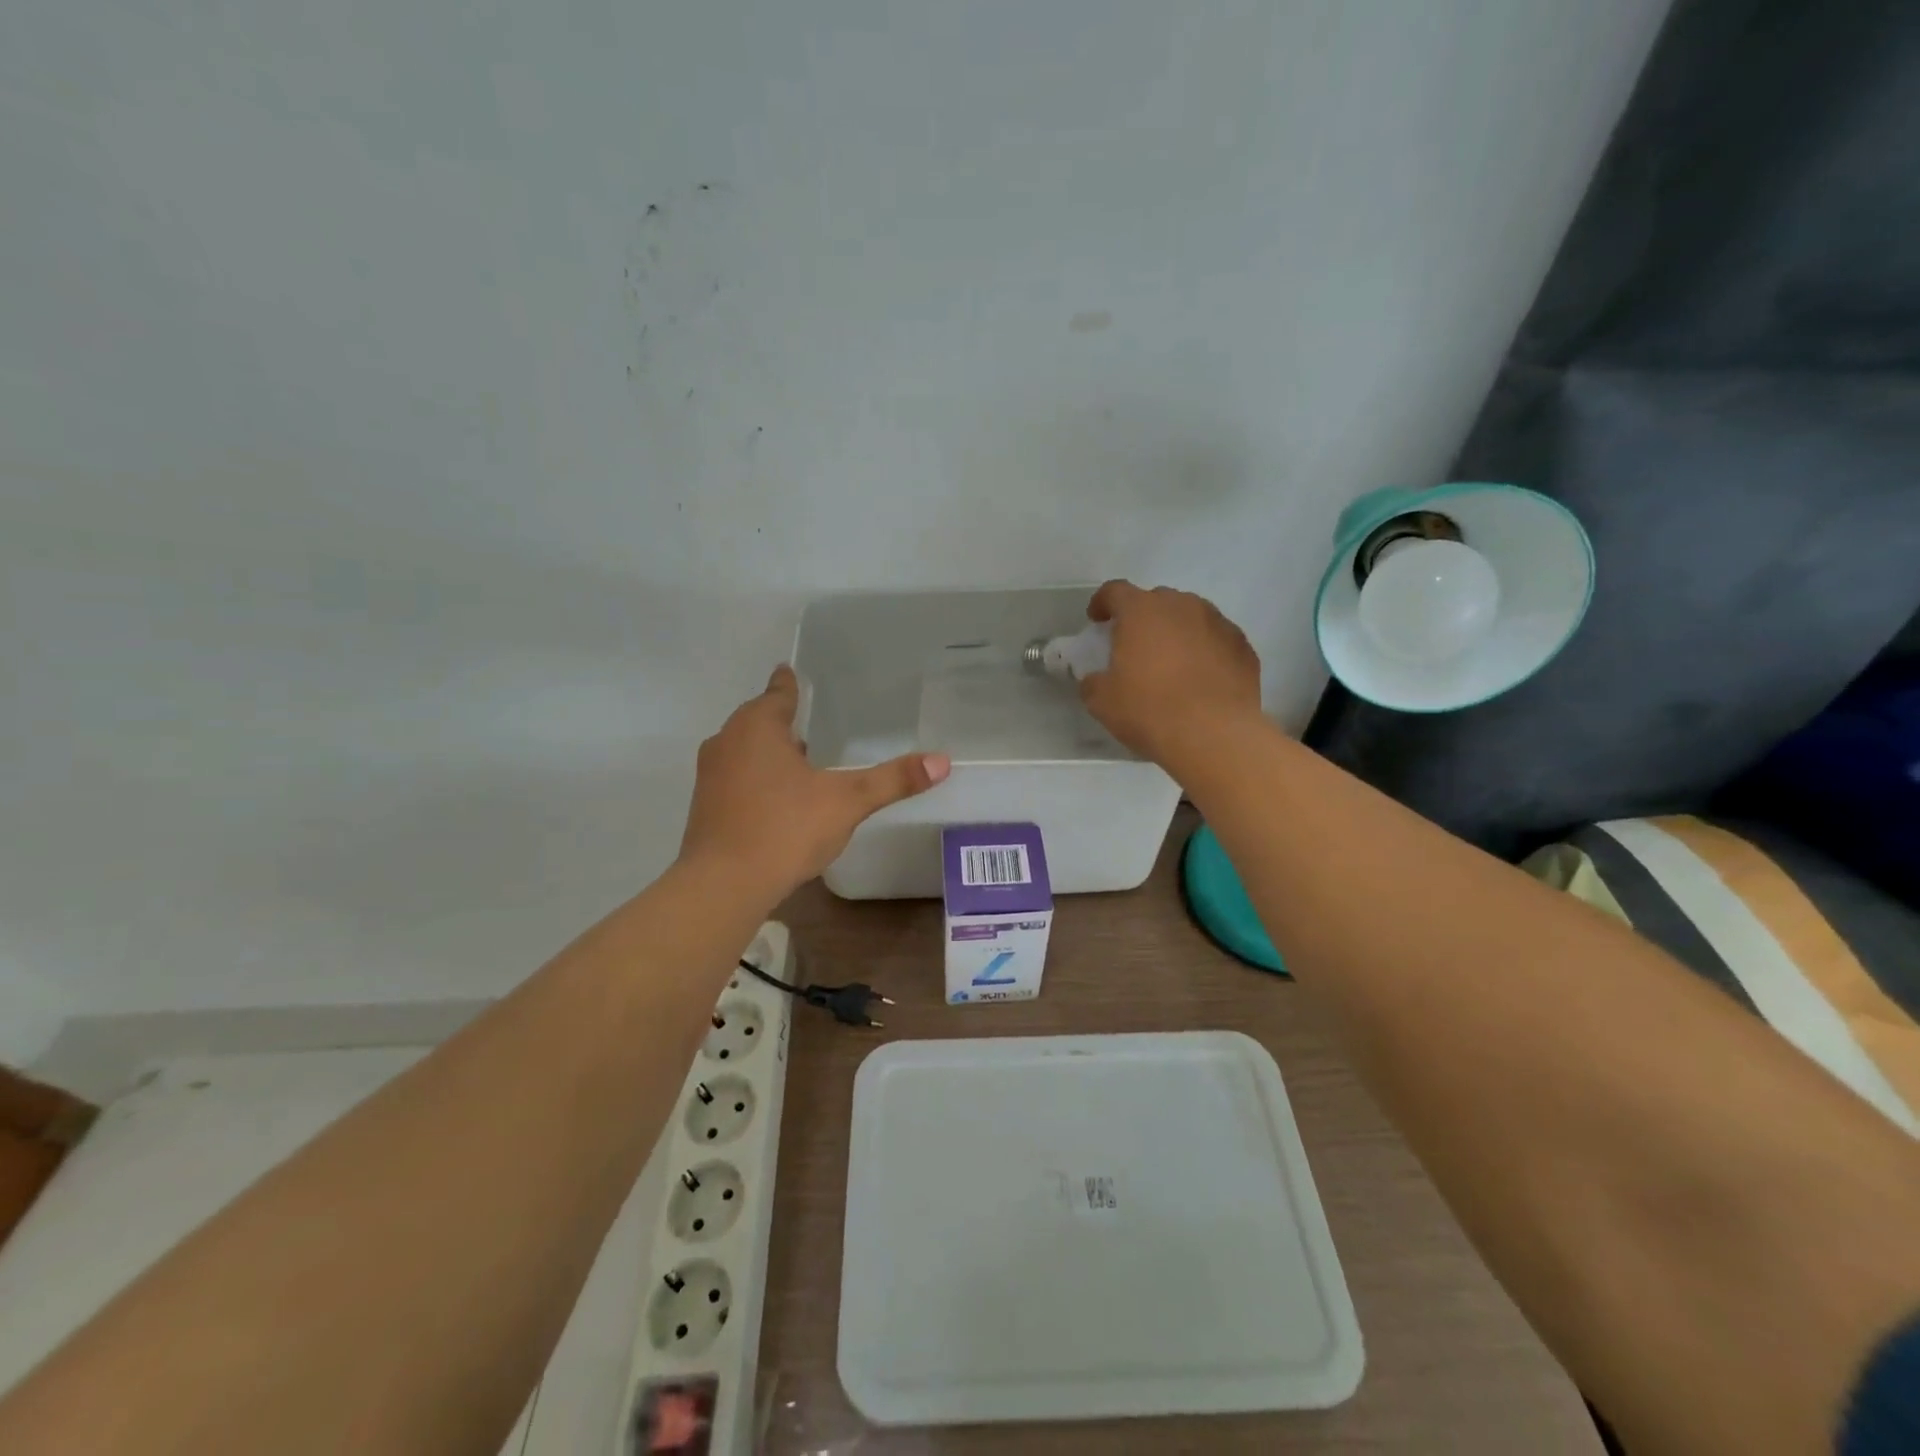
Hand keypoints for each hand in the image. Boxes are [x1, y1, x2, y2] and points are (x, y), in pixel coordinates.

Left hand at [681, 665, 950, 896]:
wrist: (723, 885)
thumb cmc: (785, 828)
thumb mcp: (847, 801)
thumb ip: (892, 780)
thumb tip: (942, 761)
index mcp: (757, 727)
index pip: (778, 693)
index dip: (789, 684)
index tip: (790, 671)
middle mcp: (728, 741)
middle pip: (758, 720)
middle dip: (781, 721)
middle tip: (810, 721)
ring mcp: (711, 775)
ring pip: (745, 751)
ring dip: (768, 752)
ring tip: (800, 760)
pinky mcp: (705, 807)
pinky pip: (736, 779)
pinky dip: (756, 779)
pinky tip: (779, 799)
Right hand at [1078, 581, 1262, 765]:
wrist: (1214, 734)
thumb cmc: (1149, 710)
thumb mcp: (1102, 701)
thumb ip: (1093, 682)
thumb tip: (1095, 679)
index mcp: (1141, 611)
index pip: (1115, 591)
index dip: (1102, 602)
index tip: (1097, 620)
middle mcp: (1182, 605)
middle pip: (1156, 600)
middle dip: (1143, 618)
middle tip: (1135, 646)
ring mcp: (1218, 623)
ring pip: (1191, 616)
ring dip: (1177, 631)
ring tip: (1171, 661)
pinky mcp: (1243, 646)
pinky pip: (1216, 640)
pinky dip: (1205, 650)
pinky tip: (1201, 677)